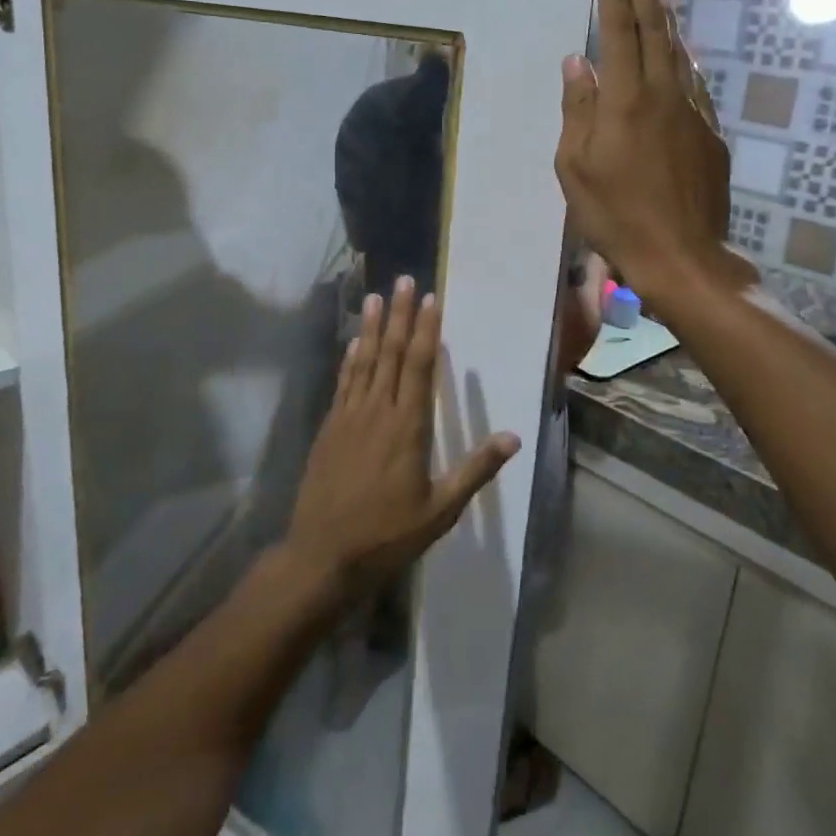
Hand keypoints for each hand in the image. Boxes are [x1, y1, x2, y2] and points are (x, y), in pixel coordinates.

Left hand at [285, 278, 520, 595]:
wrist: (323, 555)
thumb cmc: (387, 535)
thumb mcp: (441, 510)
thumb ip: (475, 470)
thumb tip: (513, 437)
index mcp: (408, 427)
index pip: (420, 367)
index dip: (427, 331)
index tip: (431, 300)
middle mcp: (378, 411)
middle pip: (392, 354)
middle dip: (401, 316)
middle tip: (406, 280)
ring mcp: (349, 417)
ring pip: (364, 361)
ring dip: (373, 327)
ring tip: (378, 296)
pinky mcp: (330, 427)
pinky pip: (343, 382)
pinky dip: (350, 358)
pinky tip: (355, 341)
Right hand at [554, 0, 753, 306]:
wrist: (681, 256)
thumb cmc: (615, 215)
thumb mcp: (575, 166)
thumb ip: (578, 109)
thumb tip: (578, 63)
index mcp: (626, 100)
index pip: (621, 36)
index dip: (616, 0)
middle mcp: (665, 95)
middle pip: (658, 32)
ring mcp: (694, 113)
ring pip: (681, 54)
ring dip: (669, 21)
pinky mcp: (711, 134)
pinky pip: (695, 84)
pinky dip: (684, 60)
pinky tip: (680, 56)